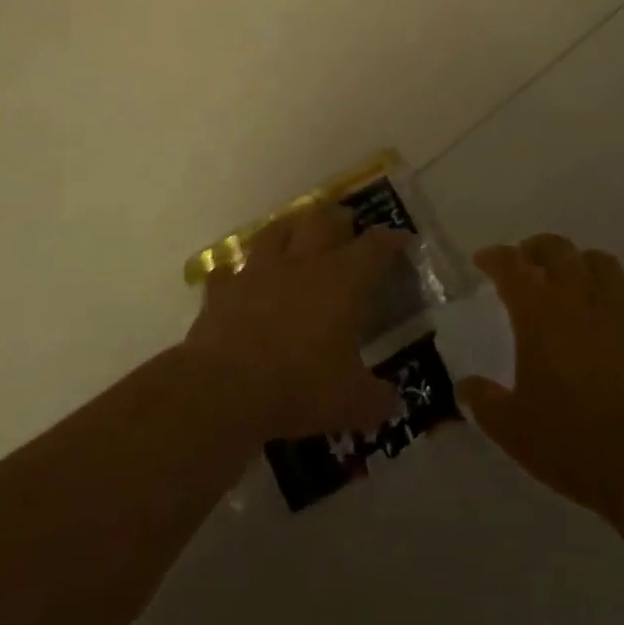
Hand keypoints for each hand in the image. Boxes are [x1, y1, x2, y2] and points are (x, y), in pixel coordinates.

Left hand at [184, 205, 406, 441]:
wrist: (226, 387)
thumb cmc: (301, 386)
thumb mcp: (351, 403)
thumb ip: (376, 399)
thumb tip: (393, 405)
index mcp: (343, 281)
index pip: (375, 248)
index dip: (390, 240)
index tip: (400, 238)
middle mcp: (303, 263)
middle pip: (324, 222)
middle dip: (338, 219)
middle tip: (346, 222)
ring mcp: (259, 271)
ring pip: (276, 232)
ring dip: (289, 229)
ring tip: (295, 231)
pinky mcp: (223, 290)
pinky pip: (229, 272)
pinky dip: (235, 273)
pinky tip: (236, 278)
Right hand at [458, 234, 623, 523]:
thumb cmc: (574, 440)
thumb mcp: (514, 430)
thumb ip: (484, 402)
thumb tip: (465, 387)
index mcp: (539, 311)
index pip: (511, 266)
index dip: (495, 257)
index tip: (484, 260)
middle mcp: (578, 295)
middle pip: (556, 249)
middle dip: (536, 249)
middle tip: (526, 262)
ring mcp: (620, 307)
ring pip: (597, 261)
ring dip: (577, 262)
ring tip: (570, 280)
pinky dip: (610, 293)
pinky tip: (607, 316)